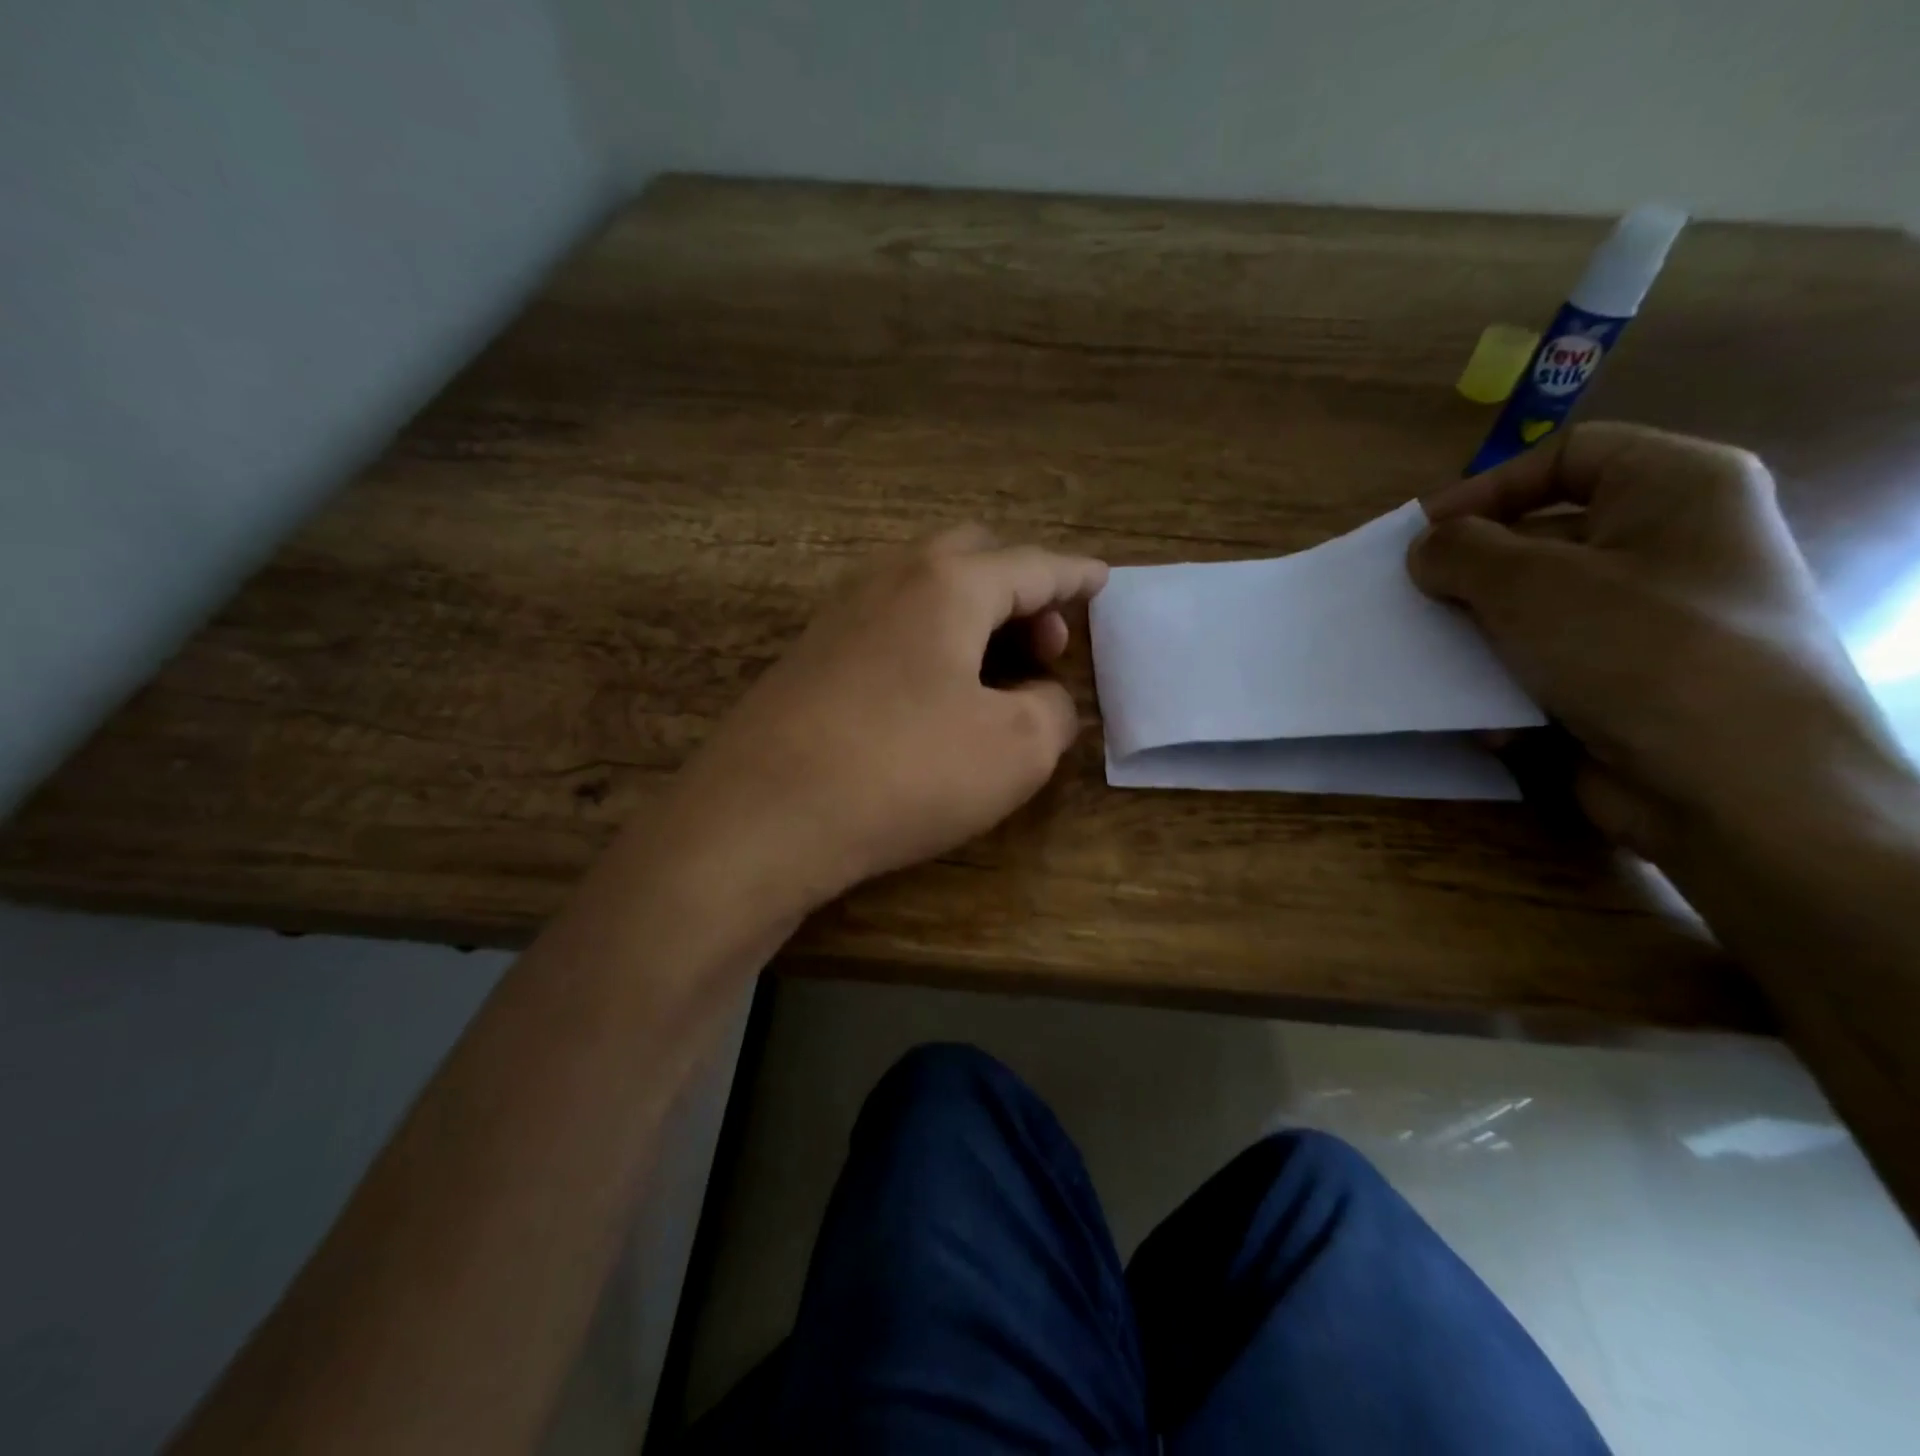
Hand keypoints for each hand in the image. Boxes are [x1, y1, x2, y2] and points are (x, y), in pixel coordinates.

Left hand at [667, 527, 1107, 910]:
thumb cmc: (904, 772)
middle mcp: (890, 580)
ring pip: (926, 589)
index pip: (1032, 565)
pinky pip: (891, 626)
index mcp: (948, 585)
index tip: (1102, 579)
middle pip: (972, 557)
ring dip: (973, 615)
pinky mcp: (811, 657)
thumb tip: (1039, 697)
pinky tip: (935, 693)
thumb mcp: (1015, 750)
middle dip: (1021, 589)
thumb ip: (1051, 710)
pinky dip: (931, 641)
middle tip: (1045, 645)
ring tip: (998, 674)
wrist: (761, 816)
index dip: (1074, 575)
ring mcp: (840, 615)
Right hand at [1407, 422, 1906, 865]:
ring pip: (1536, 610)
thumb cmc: (1638, 650)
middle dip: (1471, 575)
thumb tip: (1428, 550)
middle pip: (1543, 537)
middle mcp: (1673, 546)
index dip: (1488, 488)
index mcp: (1677, 489)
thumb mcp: (1529, 583)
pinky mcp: (1629, 684)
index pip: (1567, 454)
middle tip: (1414, 604)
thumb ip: (1459, 551)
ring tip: (1434, 664)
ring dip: (1478, 638)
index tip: (1422, 536)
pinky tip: (1491, 719)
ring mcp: (1653, 621)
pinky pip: (1548, 666)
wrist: (1736, 786)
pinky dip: (1509, 686)